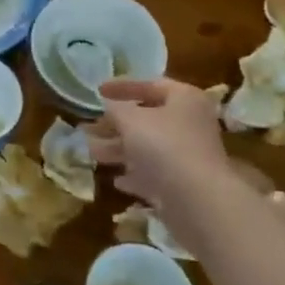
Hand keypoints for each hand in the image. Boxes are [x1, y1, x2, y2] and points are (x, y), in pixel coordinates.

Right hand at [85, 77, 229, 216]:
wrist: (196, 199)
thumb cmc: (163, 146)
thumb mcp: (130, 120)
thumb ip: (115, 109)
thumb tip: (109, 105)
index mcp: (185, 99)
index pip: (151, 85)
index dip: (122, 87)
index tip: (98, 91)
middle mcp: (190, 124)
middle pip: (148, 119)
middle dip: (115, 124)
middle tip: (89, 127)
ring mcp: (188, 155)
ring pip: (148, 148)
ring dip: (119, 150)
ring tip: (92, 153)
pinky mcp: (183, 184)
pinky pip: (154, 174)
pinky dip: (135, 175)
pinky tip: (116, 181)